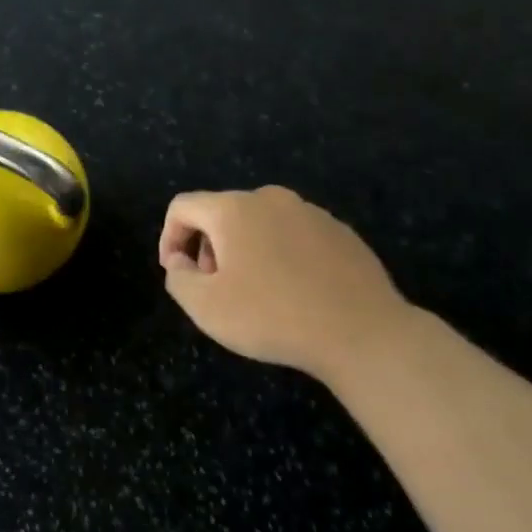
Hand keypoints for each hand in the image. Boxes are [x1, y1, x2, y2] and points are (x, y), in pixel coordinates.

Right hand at [158, 186, 414, 379]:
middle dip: (208, 247)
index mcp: (234, 209)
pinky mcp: (339, 231)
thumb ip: (178, 278)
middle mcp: (270, 199)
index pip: (183, 207)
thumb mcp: (206, 307)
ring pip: (260, 223)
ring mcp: (310, 212)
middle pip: (221, 213)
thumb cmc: (273, 316)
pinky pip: (293, 235)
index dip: (169, 237)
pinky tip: (294, 293)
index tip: (177, 273)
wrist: (362, 332)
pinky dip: (281, 255)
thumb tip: (181, 262)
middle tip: (216, 288)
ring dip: (245, 251)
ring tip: (256, 293)